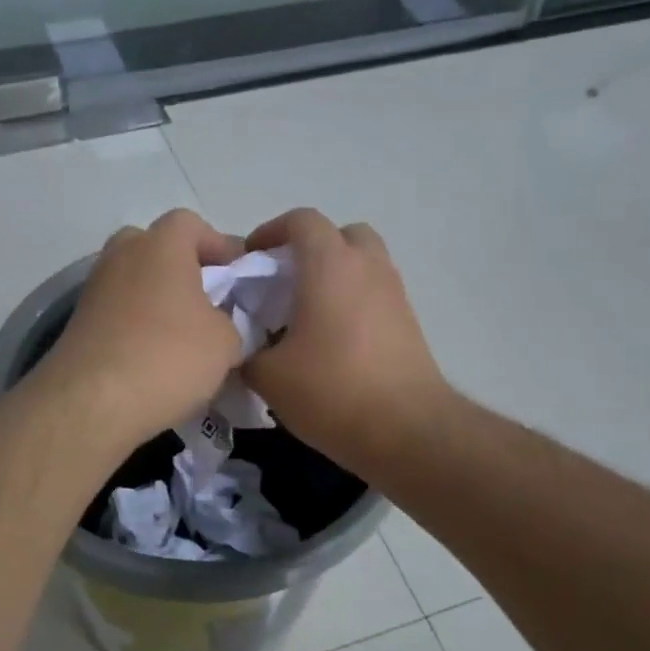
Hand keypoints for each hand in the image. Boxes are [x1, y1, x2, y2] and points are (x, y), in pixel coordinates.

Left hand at [40, 209, 245, 449]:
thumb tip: (217, 325)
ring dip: (157, 299)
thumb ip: (229, 322)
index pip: (191, 224)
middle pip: (155, 247)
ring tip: (181, 335)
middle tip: (204, 301)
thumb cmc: (168, 357)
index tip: (237, 276)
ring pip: (133, 280)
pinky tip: (152, 357)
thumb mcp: (226, 342)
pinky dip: (135, 325)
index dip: (218, 245)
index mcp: (161, 245)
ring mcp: (95, 288)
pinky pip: (117, 311)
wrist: (91, 402)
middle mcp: (122, 255)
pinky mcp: (78, 322)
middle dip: (181, 268)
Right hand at [241, 209, 447, 472]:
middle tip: (285, 281)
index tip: (250, 259)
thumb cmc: (332, 390)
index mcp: (330, 265)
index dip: (270, 231)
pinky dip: (353, 301)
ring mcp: (394, 293)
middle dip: (311, 248)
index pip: (301, 221)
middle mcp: (367, 267)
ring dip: (335, 275)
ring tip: (307, 313)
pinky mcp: (409, 322)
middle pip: (341, 235)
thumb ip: (244, 352)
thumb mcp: (268, 376)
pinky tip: (333, 340)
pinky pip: (375, 294)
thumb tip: (240, 349)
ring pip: (363, 264)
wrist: (407, 430)